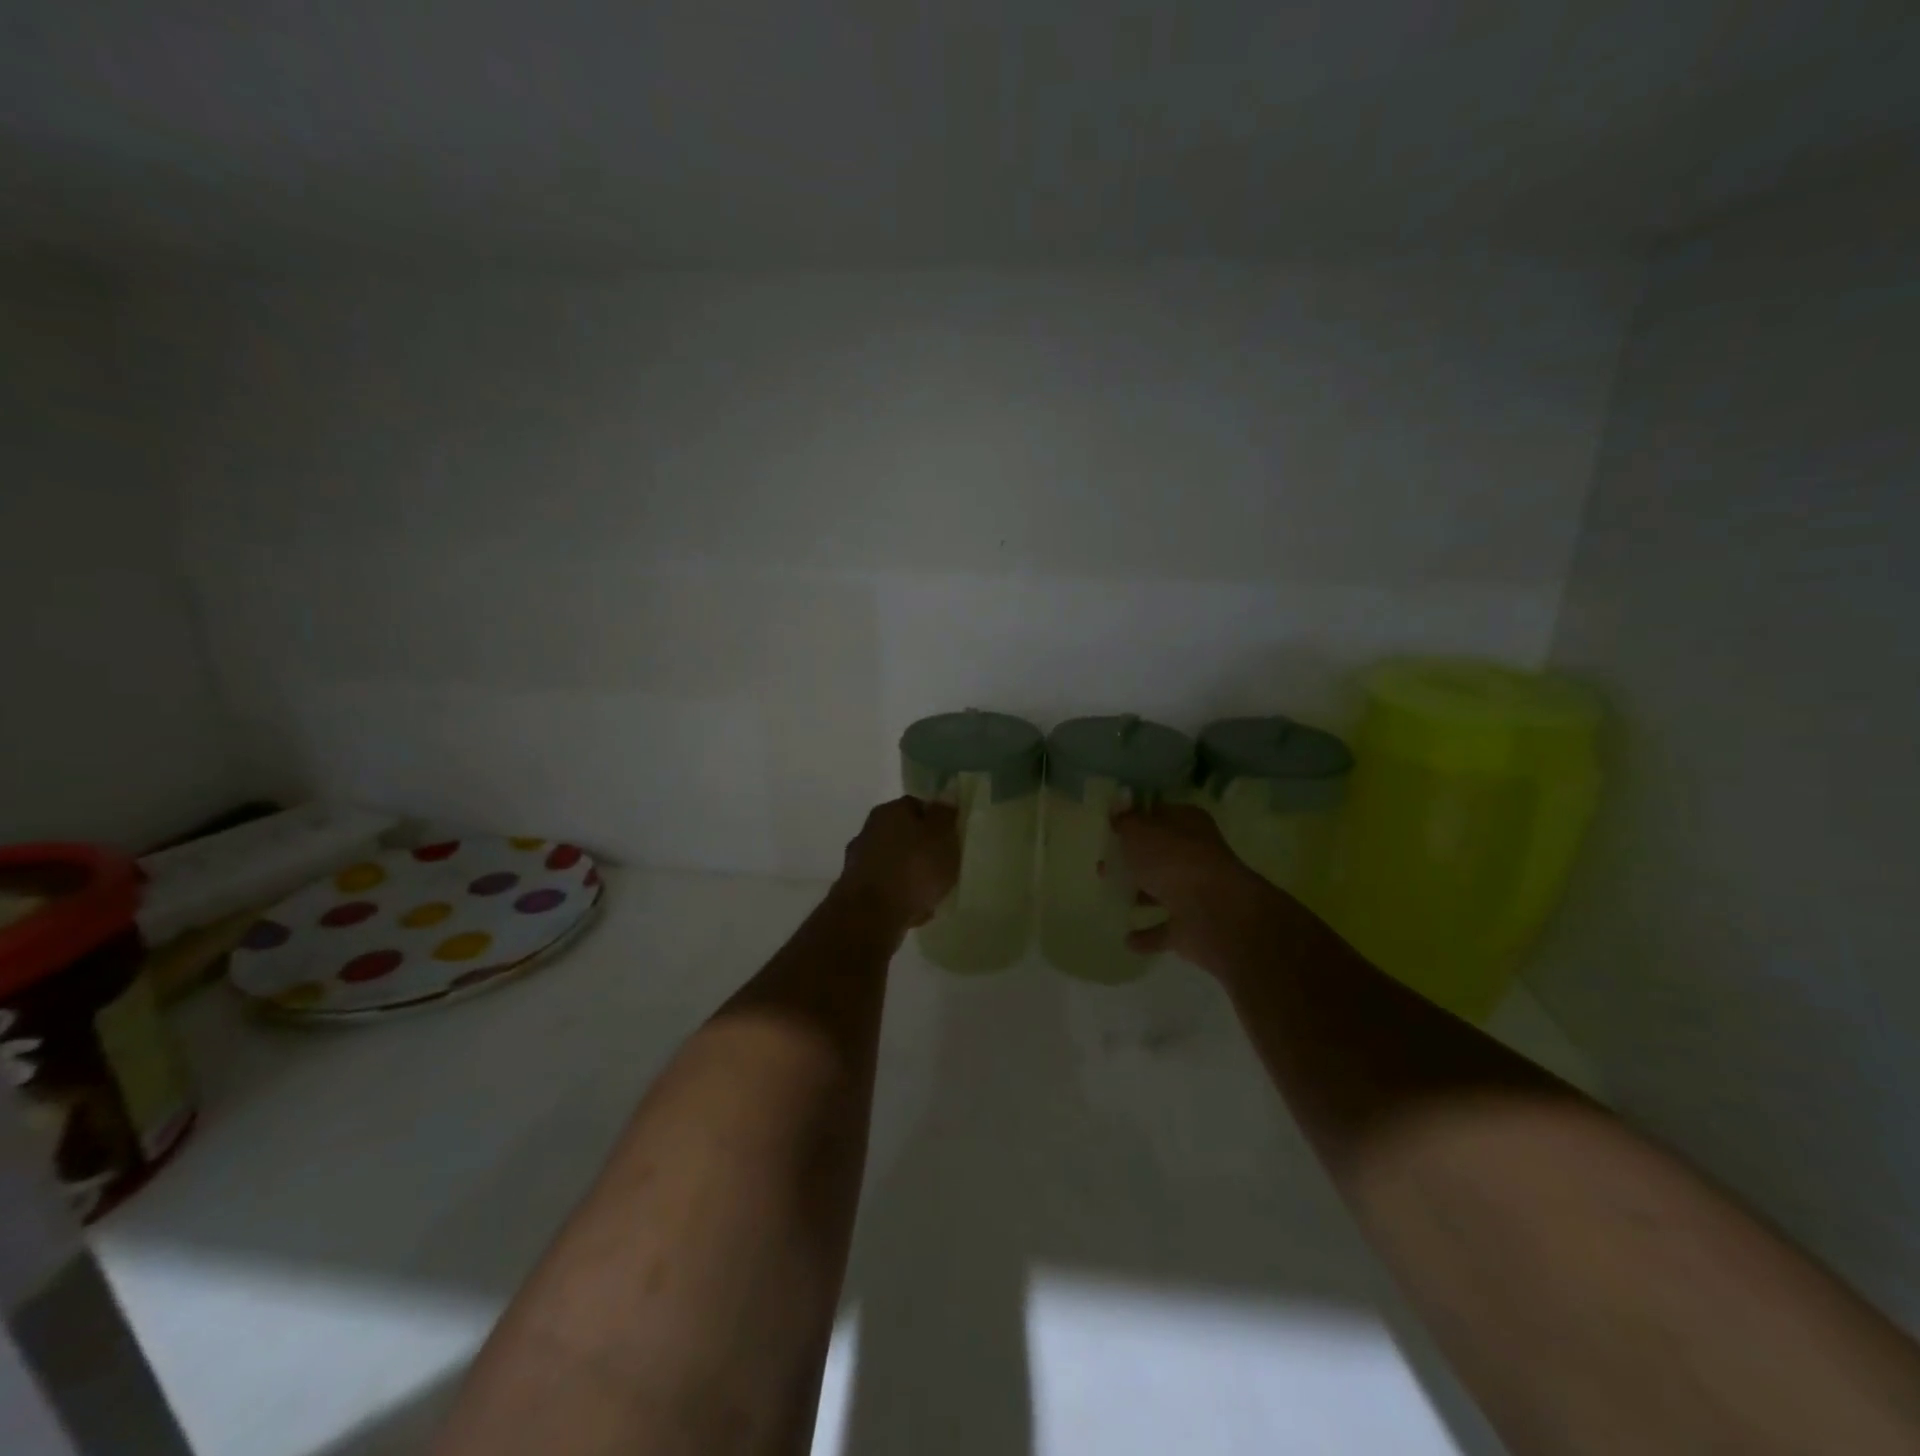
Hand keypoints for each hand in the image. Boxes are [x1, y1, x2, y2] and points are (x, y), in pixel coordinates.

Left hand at [834, 796, 960, 929]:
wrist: (870, 915)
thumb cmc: (913, 868)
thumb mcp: (941, 837)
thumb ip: (945, 815)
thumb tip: (946, 794)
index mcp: (890, 811)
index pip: (917, 805)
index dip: (936, 821)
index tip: (951, 839)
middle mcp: (869, 830)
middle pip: (903, 834)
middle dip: (922, 849)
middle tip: (943, 866)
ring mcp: (858, 860)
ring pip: (894, 862)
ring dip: (910, 874)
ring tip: (931, 893)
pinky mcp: (854, 890)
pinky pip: (886, 888)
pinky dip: (899, 895)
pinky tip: (914, 911)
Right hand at [1109, 804, 1286, 967]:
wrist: (1214, 914)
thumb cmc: (1174, 861)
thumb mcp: (1140, 831)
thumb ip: (1126, 821)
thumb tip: (1119, 806)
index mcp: (1187, 824)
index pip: (1159, 815)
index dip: (1136, 819)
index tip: (1111, 828)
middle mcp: (1195, 856)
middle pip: (1159, 855)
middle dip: (1132, 860)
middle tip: (1104, 865)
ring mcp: (1195, 893)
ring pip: (1162, 891)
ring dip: (1140, 894)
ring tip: (1110, 896)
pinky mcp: (1192, 927)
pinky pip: (1164, 930)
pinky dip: (1148, 935)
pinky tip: (1127, 939)